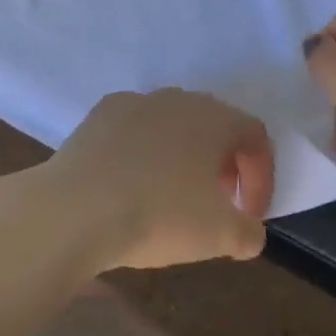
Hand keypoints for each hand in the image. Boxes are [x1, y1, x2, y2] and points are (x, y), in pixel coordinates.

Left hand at [36, 89, 274, 271]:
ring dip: (182, 157)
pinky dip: (143, 154)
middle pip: (214, 126)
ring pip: (172, 126)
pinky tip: (131, 185)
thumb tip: (250, 233)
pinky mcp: (98, 115)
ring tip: (172, 196)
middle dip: (223, 165)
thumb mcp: (221, 236)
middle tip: (217, 204)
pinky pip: (134, 131)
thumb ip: (249, 233)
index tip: (251, 215)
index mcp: (215, 118)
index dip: (261, 177)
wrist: (74, 209)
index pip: (255, 137)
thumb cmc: (159, 215)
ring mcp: (134, 102)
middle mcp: (178, 99)